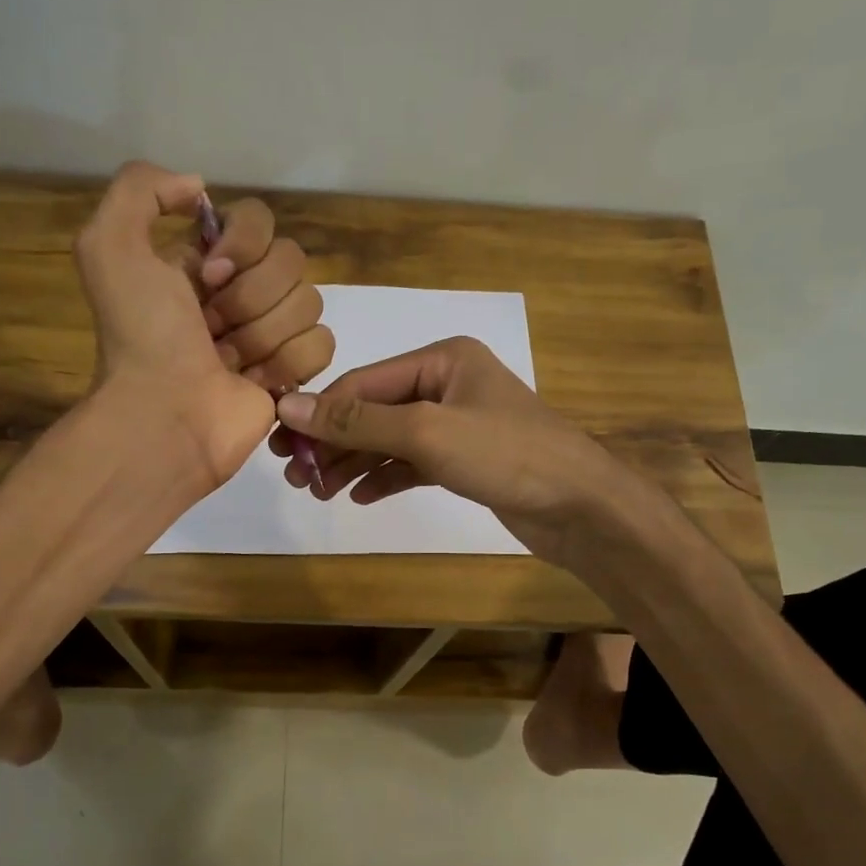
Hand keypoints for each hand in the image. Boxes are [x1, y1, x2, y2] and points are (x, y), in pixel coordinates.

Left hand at [75, 162, 331, 486]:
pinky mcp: (293, 373)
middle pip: (291, 261)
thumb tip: (201, 190)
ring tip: (227, 362)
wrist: (165, 416)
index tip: (208, 277)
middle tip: (211, 330)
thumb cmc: (142, 337)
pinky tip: (256, 383)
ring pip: (309, 302)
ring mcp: (272, 334)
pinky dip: (289, 363)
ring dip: (263, 335)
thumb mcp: (109, 246)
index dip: (242, 244)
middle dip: (249, 298)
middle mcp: (242, 292)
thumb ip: (140, 189)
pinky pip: (322, 343)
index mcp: (206, 261)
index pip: (259, 220)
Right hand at [269, 336, 629, 565]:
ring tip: (318, 491)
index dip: (321, 414)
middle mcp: (446, 383)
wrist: (581, 507)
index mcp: (442, 358)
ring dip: (353, 463)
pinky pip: (410, 463)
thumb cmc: (506, 455)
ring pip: (389, 439)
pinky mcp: (463, 460)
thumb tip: (291, 406)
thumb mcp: (426, 432)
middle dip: (334, 442)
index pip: (363, 383)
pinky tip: (357, 496)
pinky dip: (384, 477)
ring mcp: (456, 423)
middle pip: (373, 410)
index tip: (284, 446)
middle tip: (296, 475)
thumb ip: (358, 421)